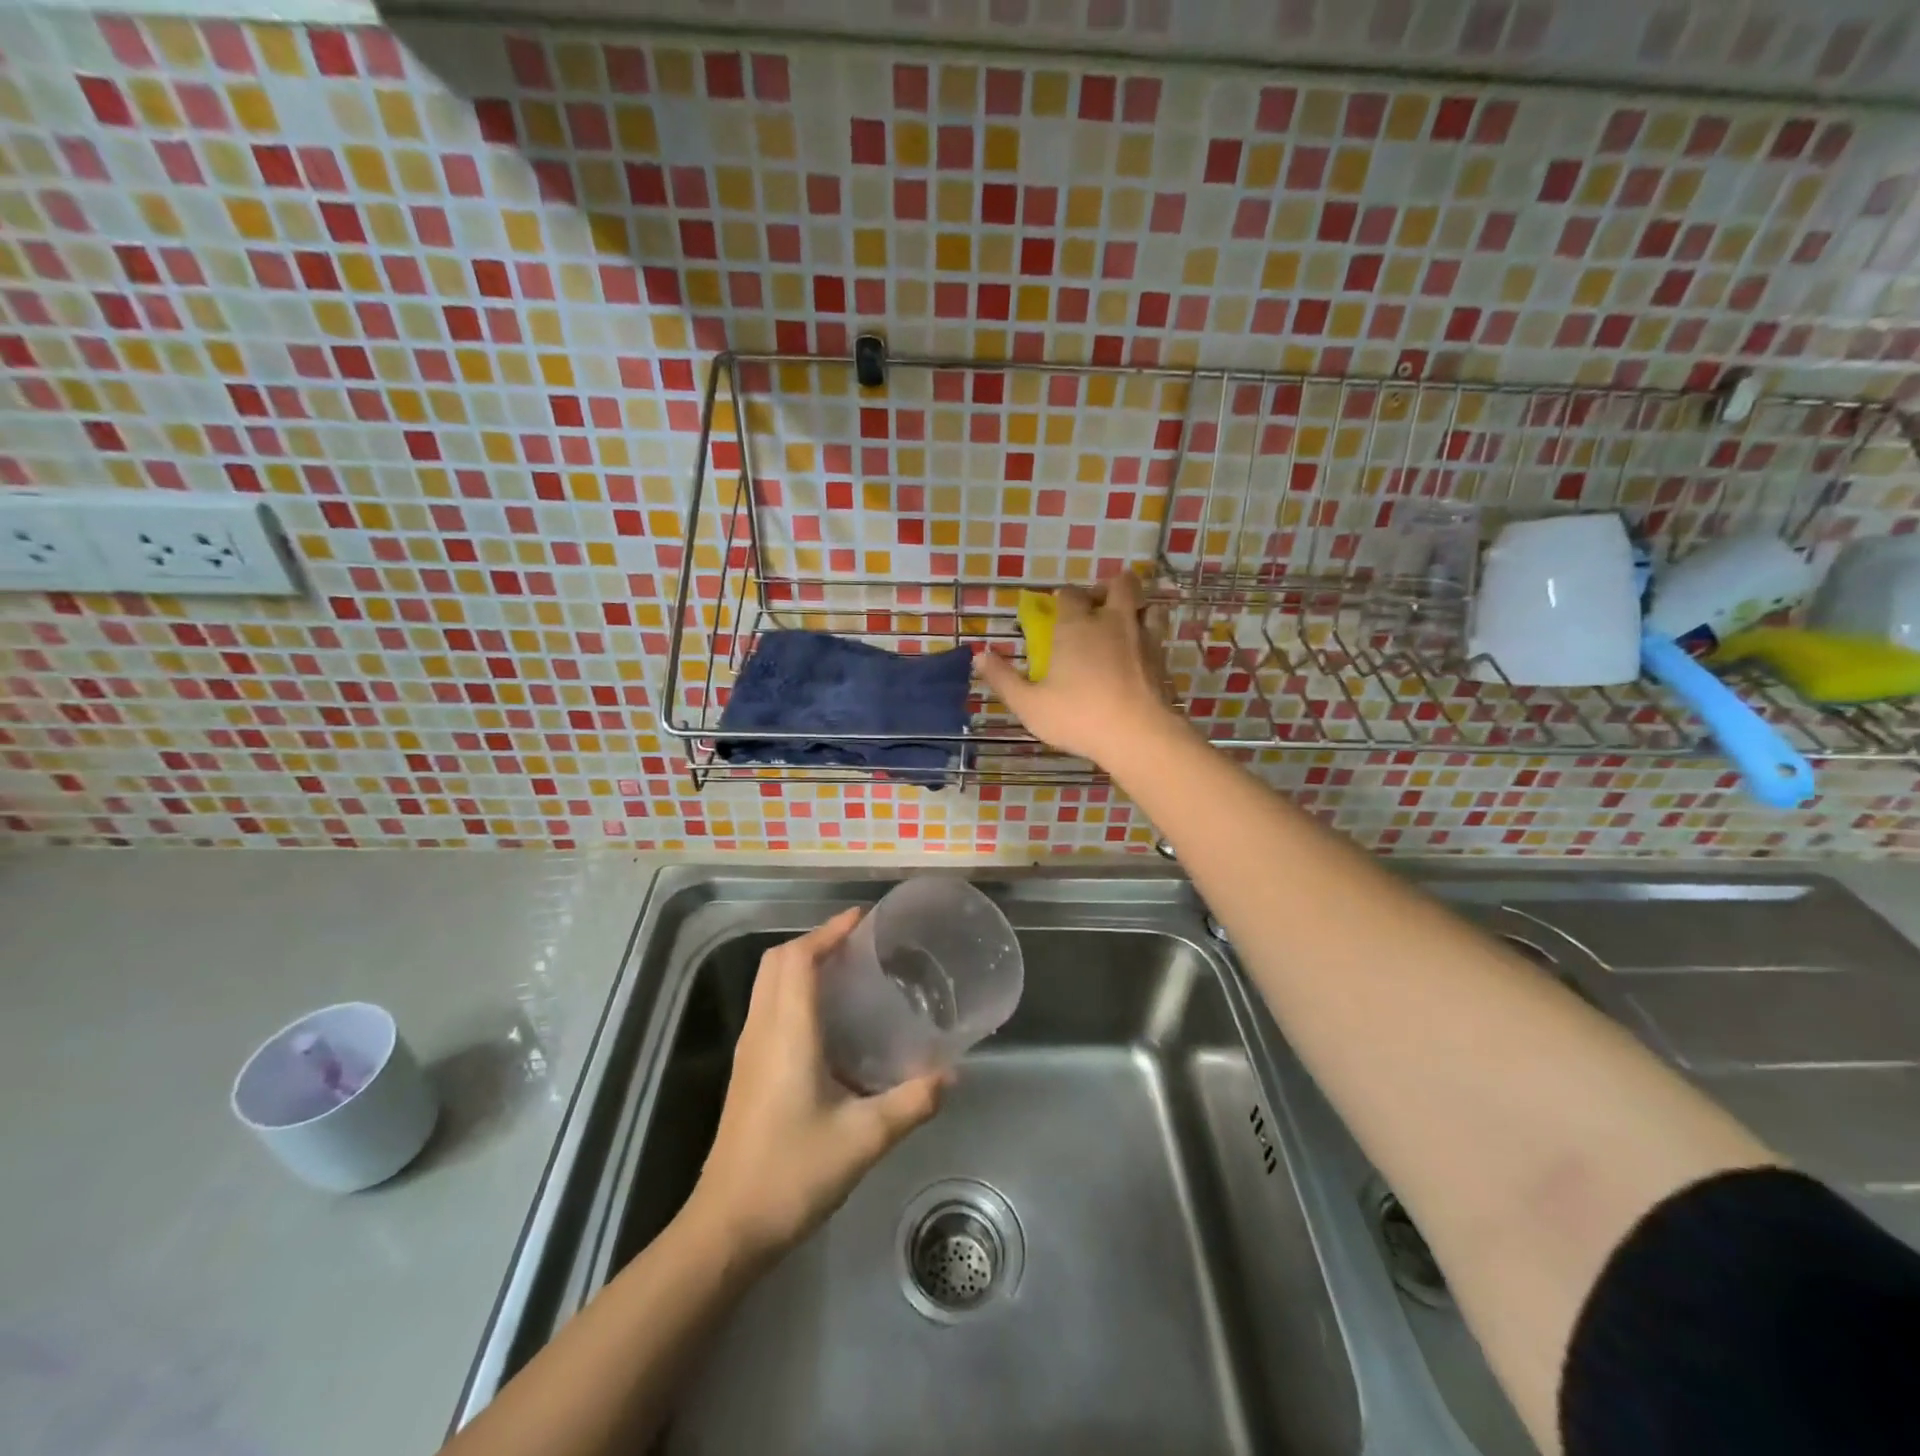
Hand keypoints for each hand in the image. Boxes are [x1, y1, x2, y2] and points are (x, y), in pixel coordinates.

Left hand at [689, 909, 946, 1259]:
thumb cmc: (792, 1173)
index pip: (798, 958)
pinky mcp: (747, 1072)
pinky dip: (794, 991)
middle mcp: (762, 1031)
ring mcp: (750, 1052)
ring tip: (848, 970)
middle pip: (778, 962)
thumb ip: (911, 1102)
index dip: (828, 931)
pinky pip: (769, 1008)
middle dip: (815, 941)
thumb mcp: (864, 1138)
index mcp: (787, 1033)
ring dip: (802, 964)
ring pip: (769, 984)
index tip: (862, 919)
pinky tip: (829, 1020)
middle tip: (858, 943)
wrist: (728, 1228)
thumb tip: (951, 1075)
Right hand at [976, 571, 1178, 765]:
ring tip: (1123, 624)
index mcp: (1076, 626)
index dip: (1062, 596)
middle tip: (1097, 606)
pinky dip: (1148, 636)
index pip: (1070, 594)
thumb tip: (979, 656)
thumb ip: (1003, 679)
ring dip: (1136, 606)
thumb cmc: (1078, 716)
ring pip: (1147, 605)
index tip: (1056, 607)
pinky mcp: (1162, 659)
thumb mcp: (1029, 705)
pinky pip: (1158, 634)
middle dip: (1108, 587)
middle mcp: (1112, 622)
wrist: (1139, 735)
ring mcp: (1142, 638)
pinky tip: (1138, 654)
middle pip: (1120, 584)